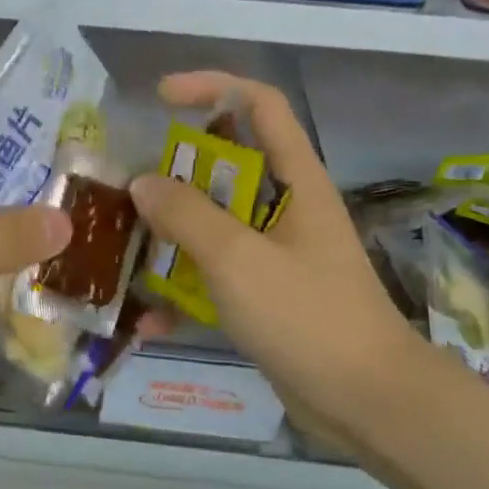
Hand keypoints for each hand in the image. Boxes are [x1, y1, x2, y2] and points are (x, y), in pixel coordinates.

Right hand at [128, 72, 421, 432]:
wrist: (364, 401)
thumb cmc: (307, 317)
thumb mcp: (238, 259)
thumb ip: (187, 215)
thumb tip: (143, 182)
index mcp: (296, 182)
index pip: (259, 105)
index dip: (212, 87)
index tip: (160, 98)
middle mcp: (286, 209)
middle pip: (227, 166)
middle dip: (176, 172)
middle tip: (129, 190)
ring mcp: (275, 255)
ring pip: (214, 225)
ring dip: (170, 234)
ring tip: (124, 248)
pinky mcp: (264, 296)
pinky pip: (214, 277)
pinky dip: (182, 290)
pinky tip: (149, 318)